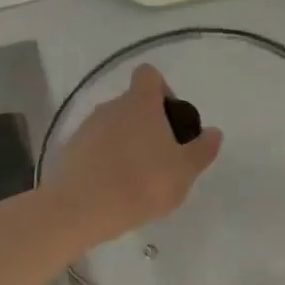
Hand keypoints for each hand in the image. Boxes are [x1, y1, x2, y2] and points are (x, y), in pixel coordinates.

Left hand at [45, 64, 222, 247]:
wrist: (81, 209)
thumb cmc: (142, 183)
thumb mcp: (184, 171)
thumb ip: (202, 149)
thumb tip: (214, 132)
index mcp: (140, 103)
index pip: (149, 75)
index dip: (163, 90)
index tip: (171, 119)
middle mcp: (111, 106)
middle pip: (132, 103)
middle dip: (147, 124)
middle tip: (160, 157)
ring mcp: (87, 127)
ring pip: (112, 126)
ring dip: (125, 143)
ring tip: (136, 178)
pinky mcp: (70, 150)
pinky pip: (94, 147)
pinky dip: (105, 159)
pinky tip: (113, 188)